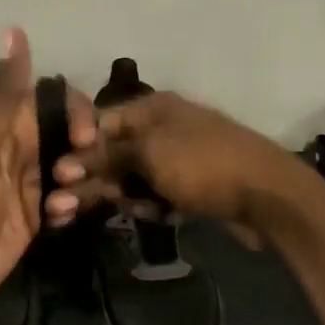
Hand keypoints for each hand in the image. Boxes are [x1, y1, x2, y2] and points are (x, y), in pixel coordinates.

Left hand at [0, 28, 95, 317]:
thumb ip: (2, 92)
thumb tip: (13, 28)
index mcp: (1, 124)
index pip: (52, 98)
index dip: (76, 111)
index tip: (86, 136)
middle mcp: (18, 148)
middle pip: (69, 133)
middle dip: (84, 151)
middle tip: (73, 177)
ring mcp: (28, 183)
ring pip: (74, 167)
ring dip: (78, 182)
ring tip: (59, 206)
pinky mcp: (35, 216)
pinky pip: (67, 201)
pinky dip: (69, 207)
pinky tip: (56, 222)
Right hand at [55, 90, 314, 241]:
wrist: (268, 195)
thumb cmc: (204, 164)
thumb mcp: (149, 155)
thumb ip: (106, 157)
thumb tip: (66, 163)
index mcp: (152, 108)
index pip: (99, 123)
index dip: (76, 148)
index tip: (56, 173)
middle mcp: (161, 128)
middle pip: (111, 154)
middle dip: (88, 180)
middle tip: (58, 208)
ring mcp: (177, 158)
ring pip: (131, 178)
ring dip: (118, 197)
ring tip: (107, 214)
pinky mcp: (189, 186)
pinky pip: (155, 194)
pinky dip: (149, 205)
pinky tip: (156, 215)